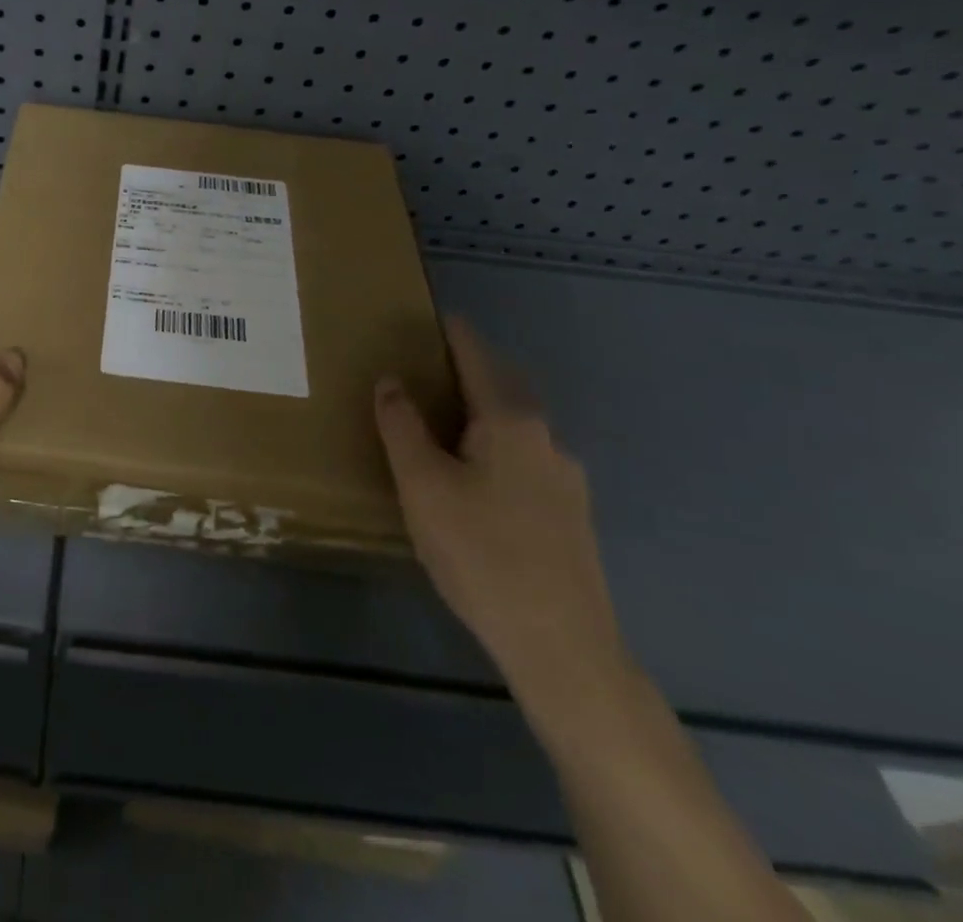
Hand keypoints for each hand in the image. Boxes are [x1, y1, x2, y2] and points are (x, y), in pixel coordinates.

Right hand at [374, 318, 629, 715]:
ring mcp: (566, 480)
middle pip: (503, 388)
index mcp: (511, 421)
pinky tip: (475, 481)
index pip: (478, 357)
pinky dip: (495, 449)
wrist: (561, 646)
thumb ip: (401, 426)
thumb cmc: (480, 553)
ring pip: (515, 428)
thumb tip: (391, 380)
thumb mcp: (422, 484)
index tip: (433, 315)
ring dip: (481, 414)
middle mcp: (547, 439)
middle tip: (425, 369)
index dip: (454, 333)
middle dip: (467, 372)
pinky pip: (525, 461)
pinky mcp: (571, 517)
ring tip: (442, 427)